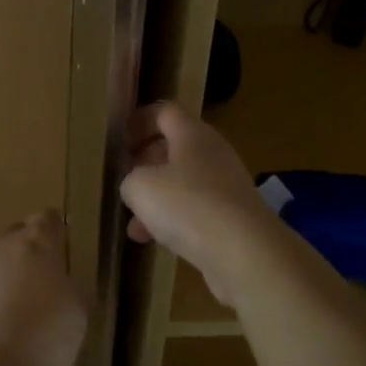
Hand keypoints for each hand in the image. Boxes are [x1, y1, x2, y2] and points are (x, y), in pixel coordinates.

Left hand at [0, 210, 86, 365]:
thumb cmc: (46, 342)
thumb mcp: (77, 311)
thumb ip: (65, 284)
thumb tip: (54, 280)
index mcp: (37, 245)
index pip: (47, 220)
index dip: (53, 232)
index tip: (56, 248)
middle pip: (10, 238)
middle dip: (19, 256)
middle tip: (29, 290)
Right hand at [120, 102, 279, 305]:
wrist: (245, 253)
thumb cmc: (188, 206)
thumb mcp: (140, 187)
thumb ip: (131, 179)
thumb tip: (137, 185)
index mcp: (193, 135)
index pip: (165, 112)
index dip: (140, 120)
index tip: (119, 140)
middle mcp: (213, 154)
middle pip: (175, 147)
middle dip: (146, 162)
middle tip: (125, 178)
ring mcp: (226, 187)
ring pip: (183, 183)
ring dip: (157, 198)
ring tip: (132, 221)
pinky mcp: (232, 218)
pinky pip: (195, 210)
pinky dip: (173, 220)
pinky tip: (152, 241)